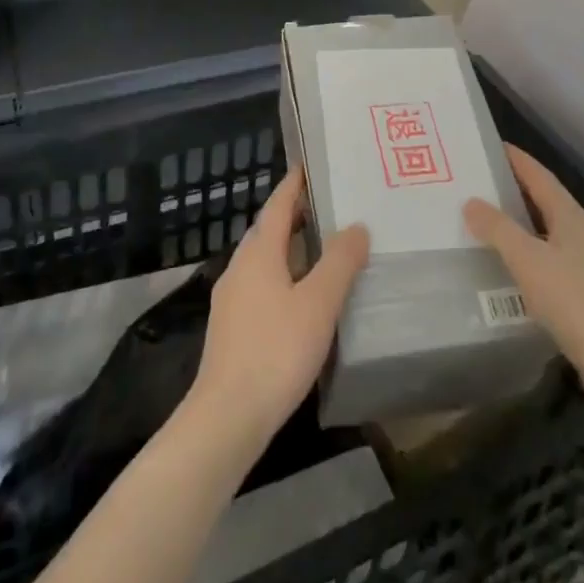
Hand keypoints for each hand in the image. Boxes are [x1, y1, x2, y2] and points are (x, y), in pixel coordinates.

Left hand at [188, 170, 369, 449]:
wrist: (227, 418)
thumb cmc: (276, 351)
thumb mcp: (319, 303)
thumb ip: (340, 261)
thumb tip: (356, 226)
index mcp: (259, 253)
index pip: (278, 204)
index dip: (295, 183)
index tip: (311, 165)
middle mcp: (240, 267)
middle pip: (270, 229)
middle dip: (297, 214)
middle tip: (332, 205)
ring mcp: (232, 298)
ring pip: (265, 259)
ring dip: (292, 247)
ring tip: (325, 247)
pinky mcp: (232, 327)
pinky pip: (261, 283)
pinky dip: (284, 274)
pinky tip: (303, 295)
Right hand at [464, 144, 583, 418]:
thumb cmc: (575, 301)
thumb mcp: (529, 260)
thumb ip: (498, 229)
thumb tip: (471, 202)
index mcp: (570, 216)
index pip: (539, 176)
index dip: (516, 159)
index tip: (488, 146)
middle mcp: (581, 233)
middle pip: (543, 201)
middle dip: (512, 190)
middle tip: (476, 185)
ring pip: (545, 233)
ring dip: (518, 225)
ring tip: (484, 224)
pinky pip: (548, 262)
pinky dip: (526, 256)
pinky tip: (508, 270)